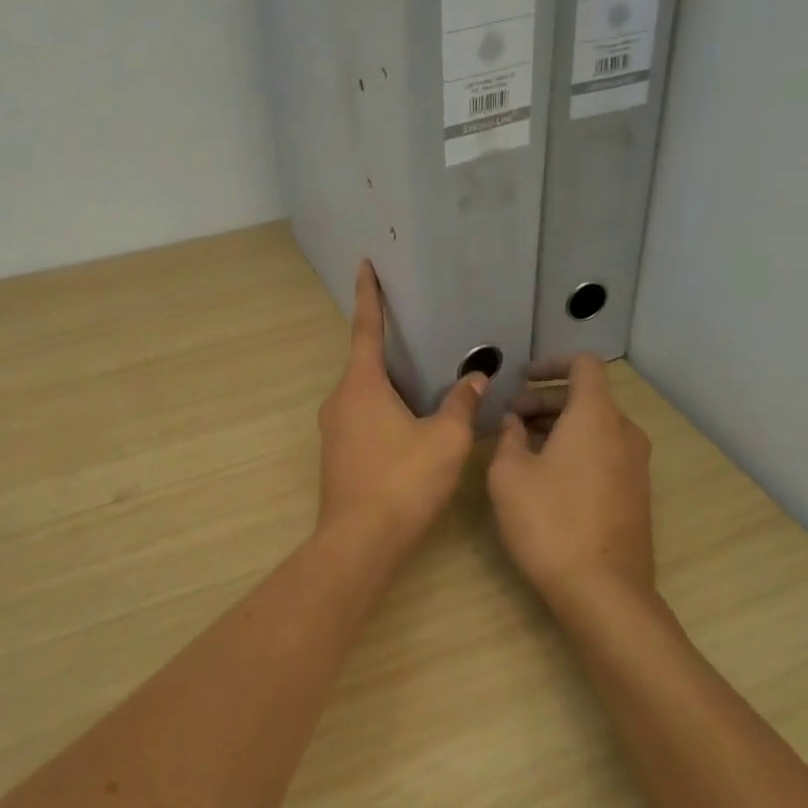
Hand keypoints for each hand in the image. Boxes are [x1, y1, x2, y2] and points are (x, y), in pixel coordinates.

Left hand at [316, 263, 486, 557]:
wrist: (360, 543)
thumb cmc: (403, 481)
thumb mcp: (444, 440)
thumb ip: (460, 405)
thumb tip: (474, 379)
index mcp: (361, 385)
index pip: (366, 328)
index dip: (369, 295)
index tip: (364, 265)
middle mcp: (339, 400)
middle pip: (365, 363)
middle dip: (389, 347)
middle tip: (418, 332)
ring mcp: (333, 430)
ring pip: (364, 394)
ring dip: (389, 385)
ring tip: (423, 381)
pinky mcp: (338, 455)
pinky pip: (362, 418)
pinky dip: (384, 411)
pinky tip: (410, 425)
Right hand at [487, 354, 654, 615]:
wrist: (603, 591)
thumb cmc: (549, 522)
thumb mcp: (509, 474)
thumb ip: (508, 436)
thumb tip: (515, 422)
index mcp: (596, 416)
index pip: (583, 364)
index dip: (551, 363)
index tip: (522, 378)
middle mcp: (624, 432)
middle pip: (588, 397)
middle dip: (546, 400)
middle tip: (511, 418)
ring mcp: (636, 465)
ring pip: (596, 426)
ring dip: (560, 426)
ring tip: (522, 446)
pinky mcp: (636, 493)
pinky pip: (605, 452)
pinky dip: (577, 448)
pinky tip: (547, 475)